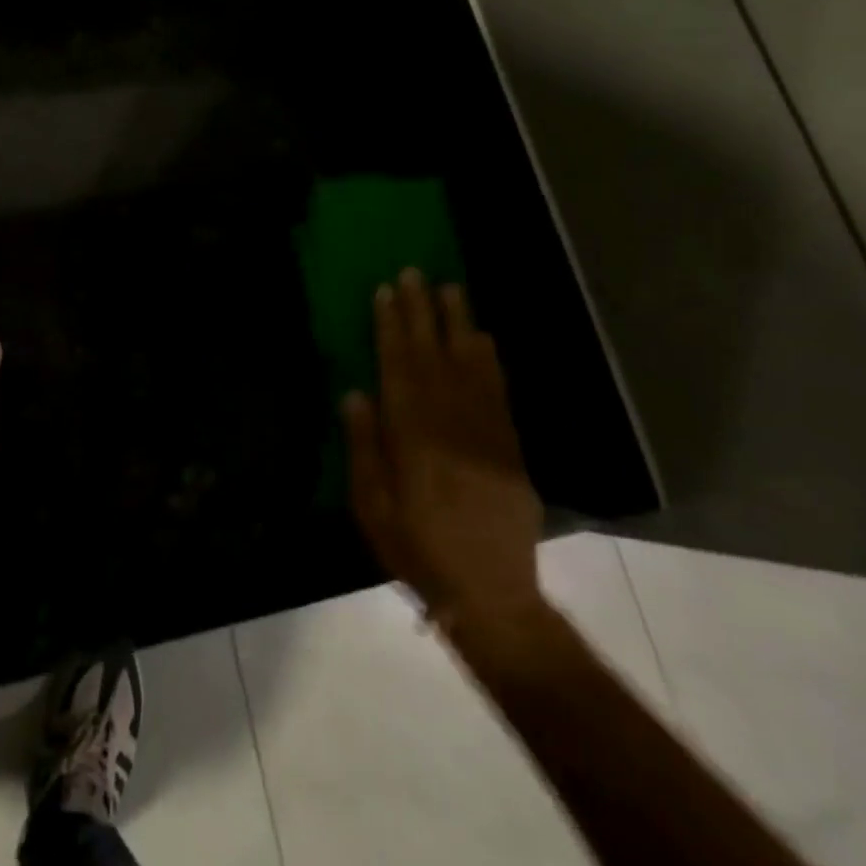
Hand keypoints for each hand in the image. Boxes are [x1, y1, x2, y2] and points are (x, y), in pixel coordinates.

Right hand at [343, 270, 543, 634]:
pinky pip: (498, 389)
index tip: (385, 292)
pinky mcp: (510, 444)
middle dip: (421, 311)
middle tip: (414, 273)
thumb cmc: (416, 548)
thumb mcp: (371, 504)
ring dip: (458, 323)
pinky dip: (490, 359)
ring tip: (450, 288)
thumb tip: (355, 392)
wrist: (490, 592)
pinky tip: (483, 337)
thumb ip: (363, 445)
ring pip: (469, 363)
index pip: (397, 364)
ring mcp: (484, 430)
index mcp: (410, 433)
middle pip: (432, 354)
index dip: (390, 326)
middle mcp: (449, 421)